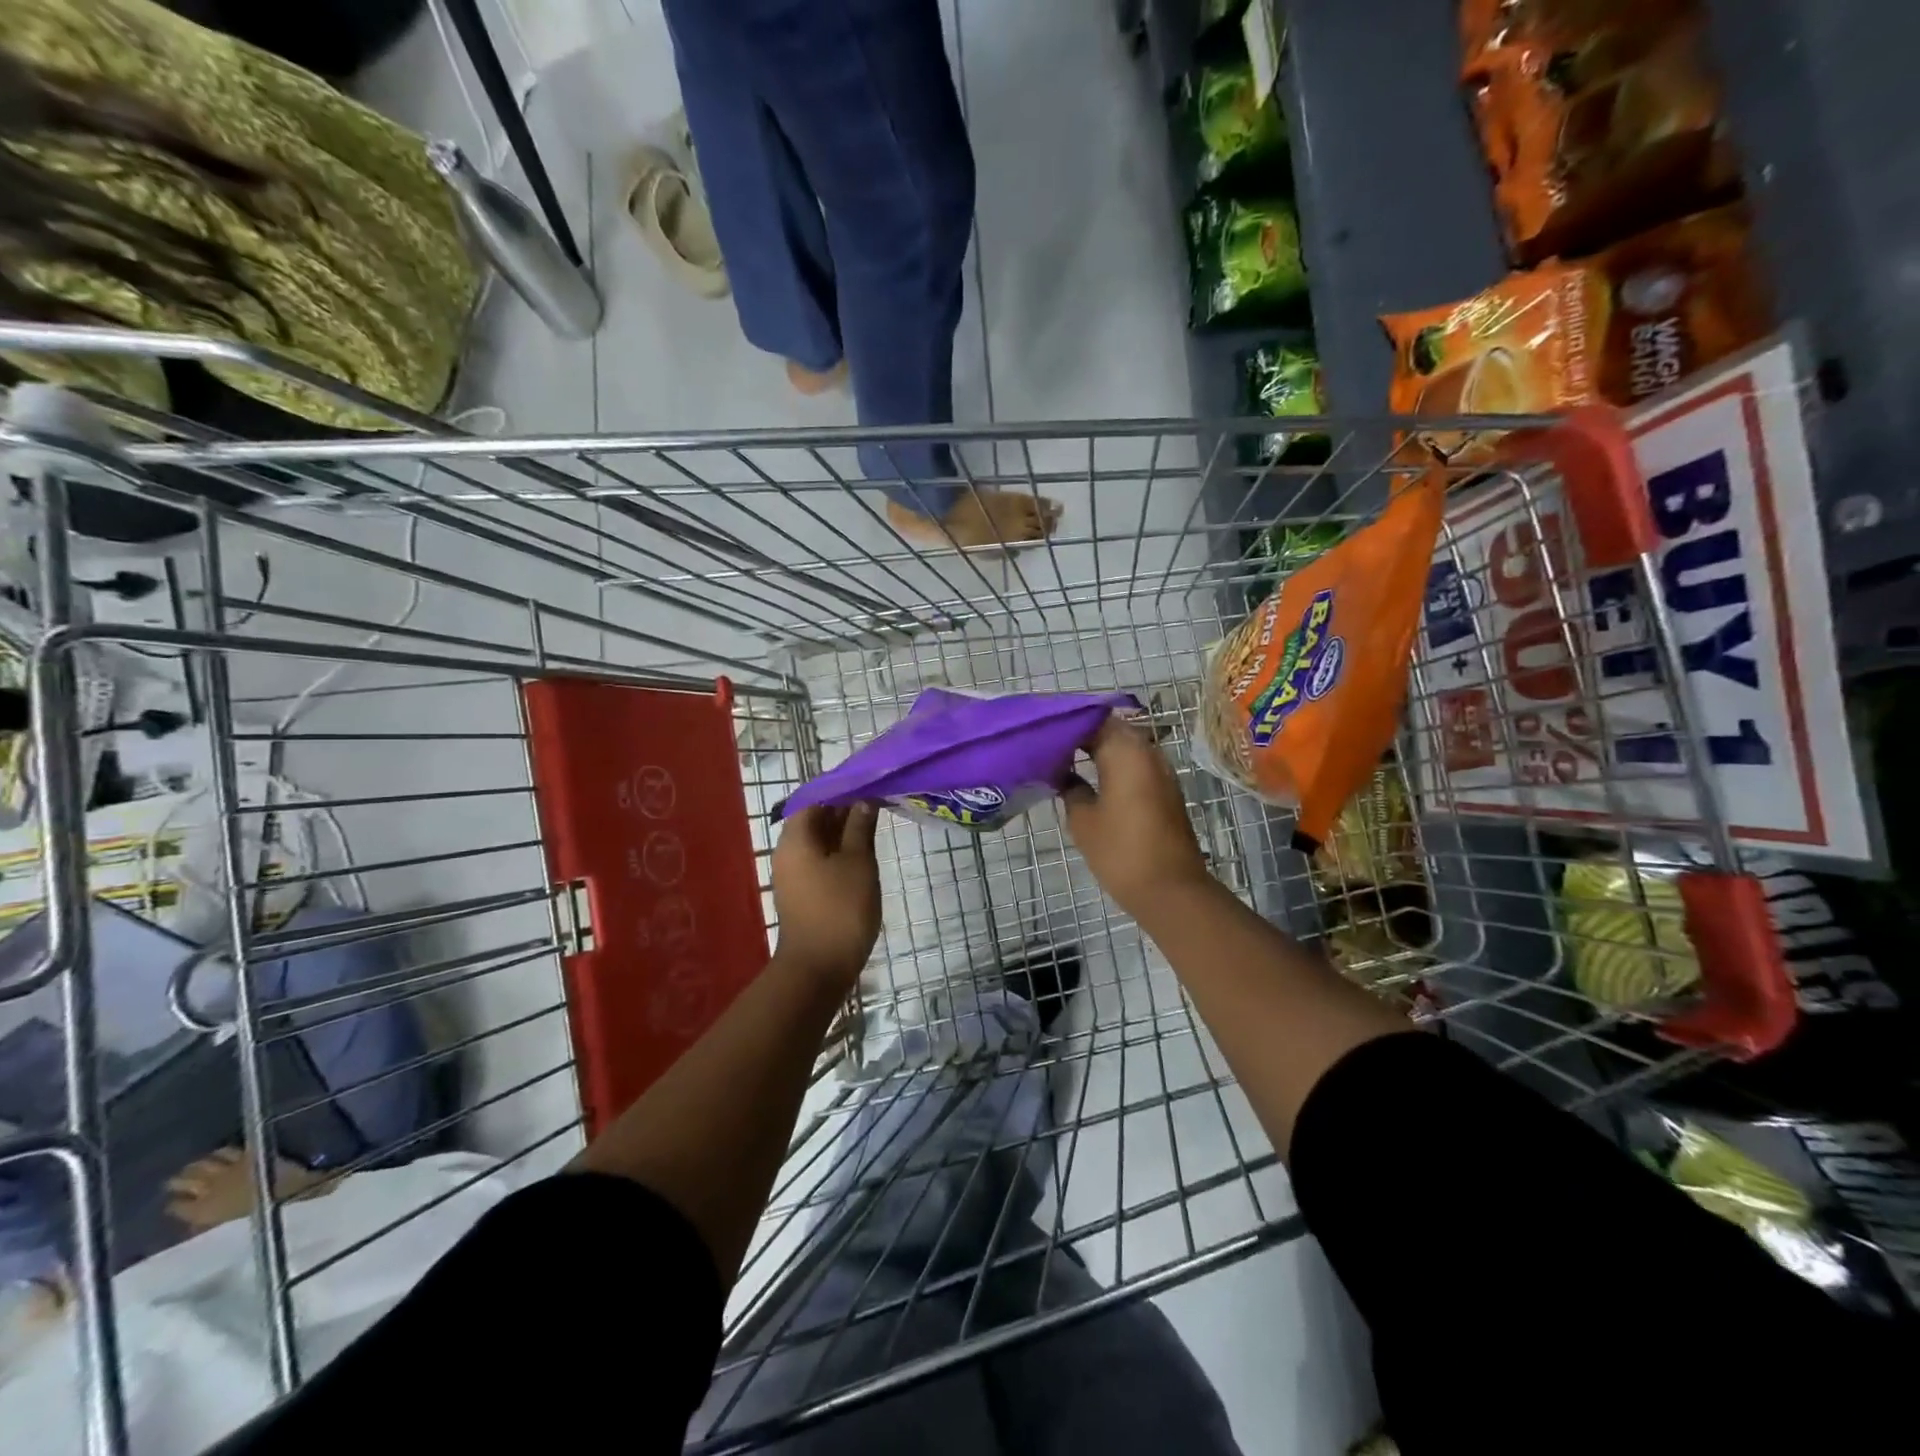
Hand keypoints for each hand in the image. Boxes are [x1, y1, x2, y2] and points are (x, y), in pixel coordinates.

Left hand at [771, 803, 881, 986]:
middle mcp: (788, 851)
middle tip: (876, 801)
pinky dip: (839, 851)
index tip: (867, 782)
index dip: (840, 788)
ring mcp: (793, 874)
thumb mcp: (858, 862)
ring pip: (818, 840)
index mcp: (796, 838)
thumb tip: (864, 800)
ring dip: (843, 831)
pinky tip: (862, 853)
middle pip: (814, 818)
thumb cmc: (840, 908)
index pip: (814, 798)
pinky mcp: (803, 892)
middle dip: (843, 808)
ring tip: (874, 824)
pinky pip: (819, 860)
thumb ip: (860, 827)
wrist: (818, 967)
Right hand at [1063, 718, 1212, 919]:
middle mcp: (1146, 751)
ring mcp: (1160, 769)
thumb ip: (1069, 787)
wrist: (1170, 889)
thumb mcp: (1083, 819)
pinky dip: (1113, 762)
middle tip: (1048, 742)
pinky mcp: (1165, 788)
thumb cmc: (1120, 851)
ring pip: (1124, 744)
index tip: (1039, 729)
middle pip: (1110, 727)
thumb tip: (1062, 773)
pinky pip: (1135, 762)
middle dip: (1080, 731)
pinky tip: (1091, 776)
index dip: (1064, 721)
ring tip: (1064, 757)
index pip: (1090, 719)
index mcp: (1124, 751)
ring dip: (1098, 746)